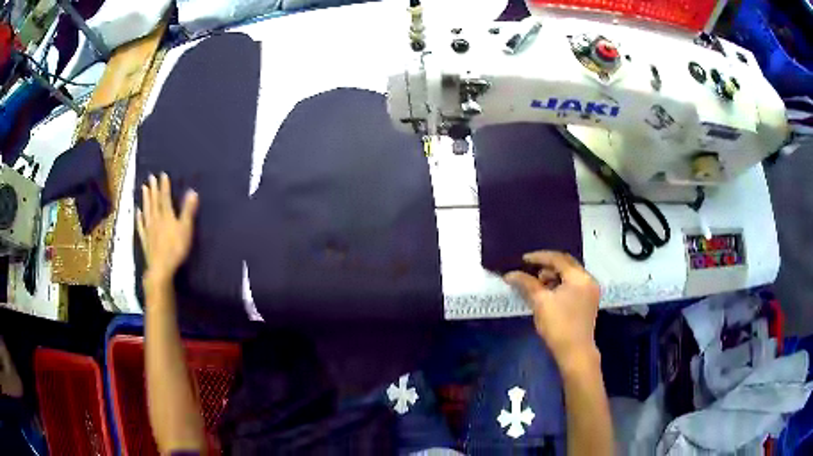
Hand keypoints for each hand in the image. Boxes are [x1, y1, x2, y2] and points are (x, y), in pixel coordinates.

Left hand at [137, 173, 198, 286]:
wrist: (161, 268)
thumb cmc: (176, 249)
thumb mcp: (186, 229)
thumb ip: (188, 211)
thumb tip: (192, 191)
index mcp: (166, 216)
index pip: (165, 197)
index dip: (164, 186)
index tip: (162, 174)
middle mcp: (156, 219)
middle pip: (154, 202)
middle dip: (153, 189)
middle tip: (151, 177)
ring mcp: (149, 229)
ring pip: (146, 211)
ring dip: (145, 199)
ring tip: (144, 188)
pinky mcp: (145, 240)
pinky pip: (141, 226)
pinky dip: (139, 217)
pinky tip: (137, 212)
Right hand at [505, 251, 600, 364]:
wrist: (575, 352)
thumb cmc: (558, 325)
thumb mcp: (540, 302)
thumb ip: (526, 284)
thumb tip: (510, 275)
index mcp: (579, 277)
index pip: (558, 259)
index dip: (539, 257)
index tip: (523, 260)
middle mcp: (588, 280)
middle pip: (566, 264)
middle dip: (547, 265)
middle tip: (530, 270)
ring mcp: (591, 291)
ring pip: (570, 275)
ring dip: (554, 275)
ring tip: (538, 284)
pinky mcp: (589, 301)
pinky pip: (574, 285)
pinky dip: (561, 285)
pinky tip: (549, 293)